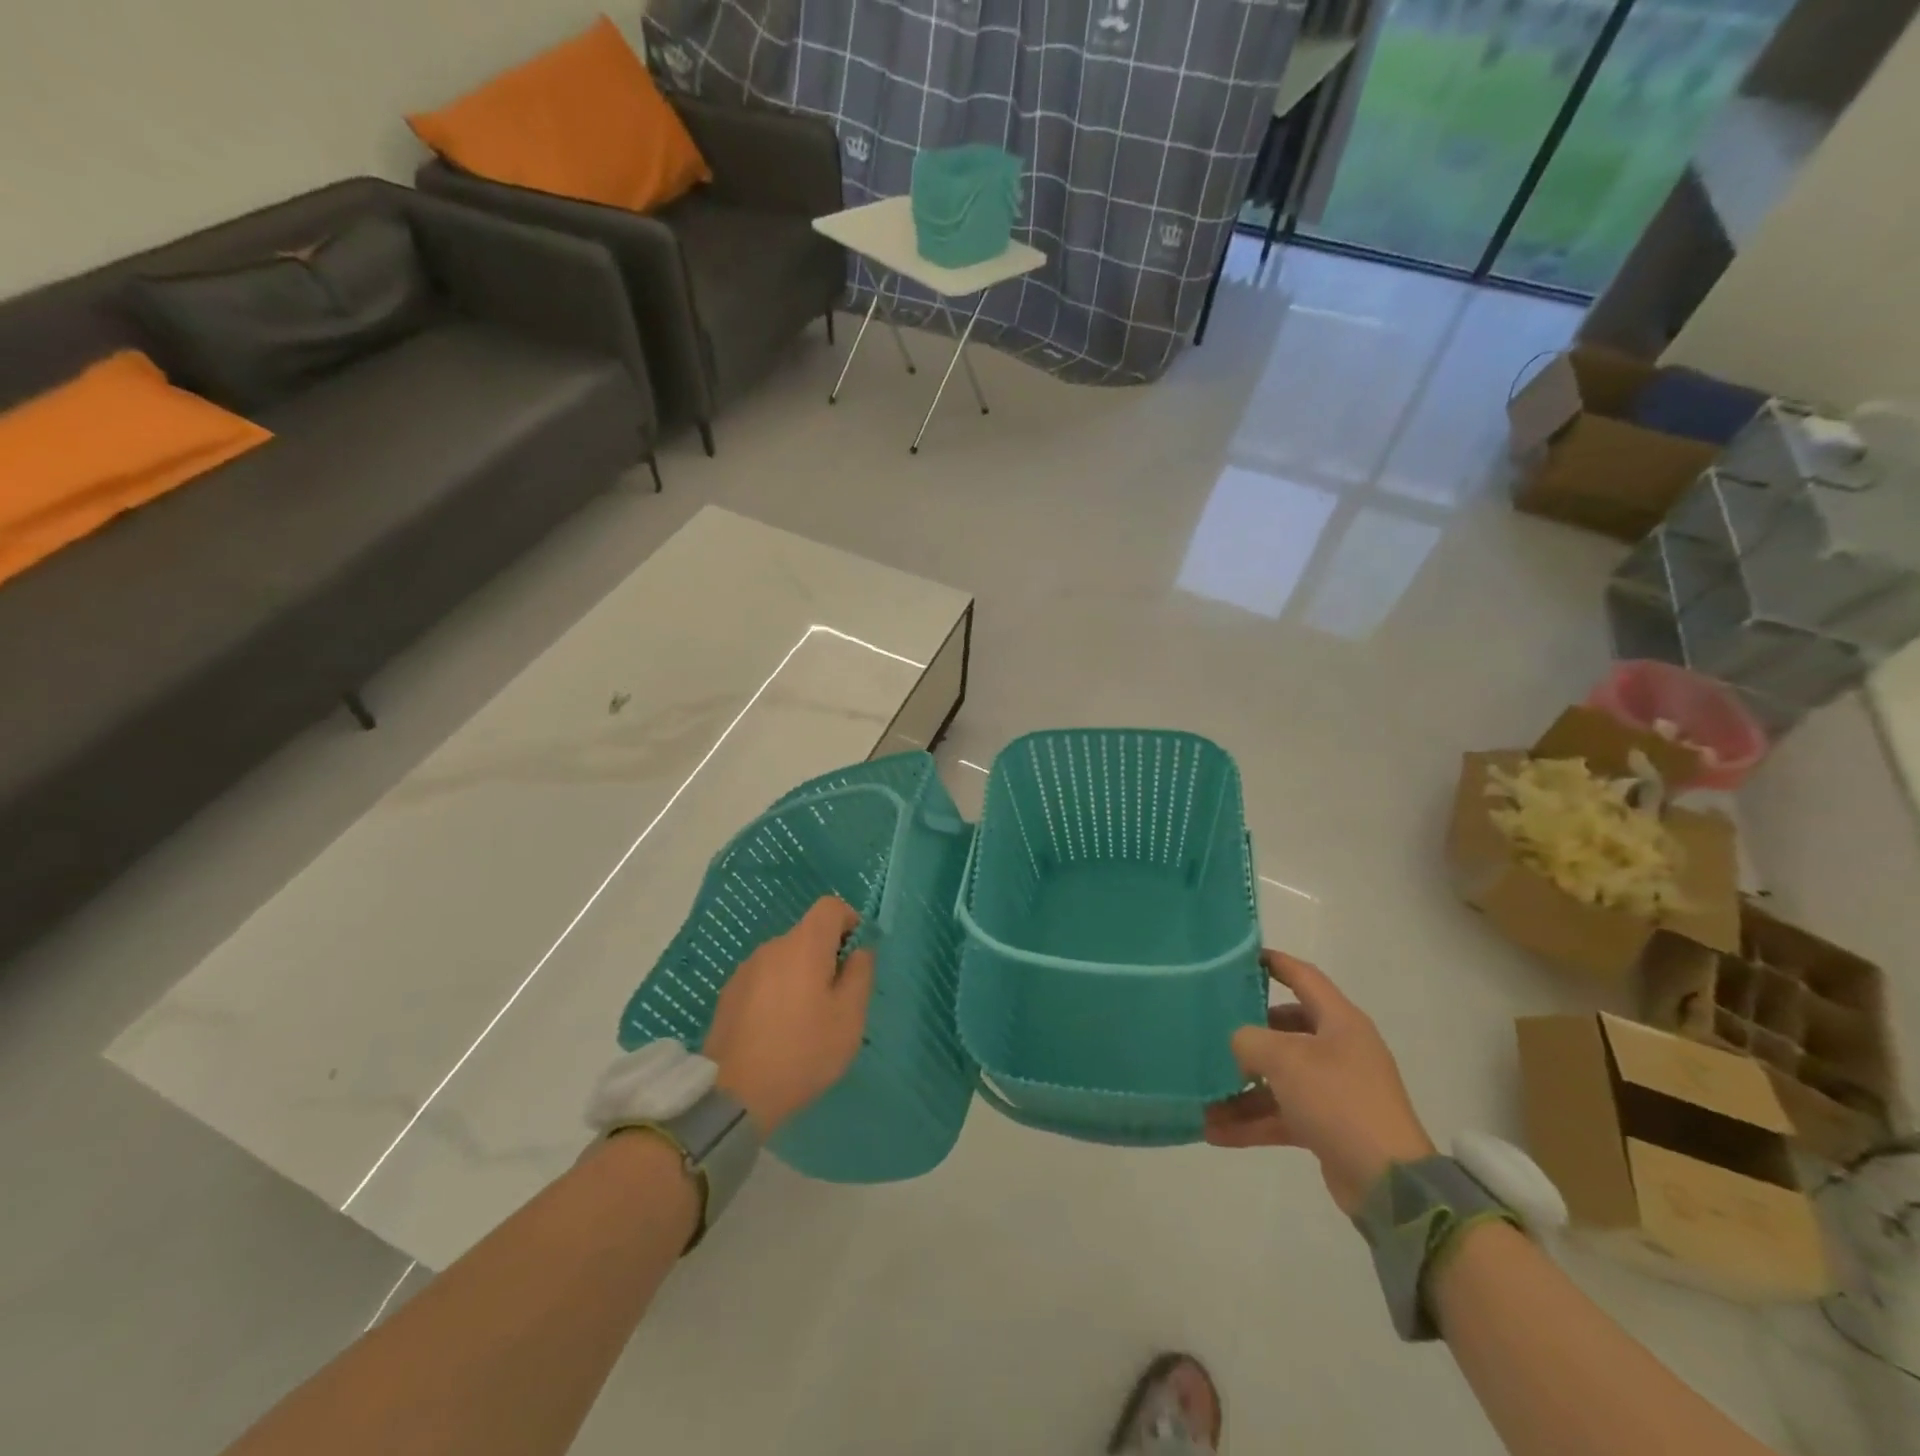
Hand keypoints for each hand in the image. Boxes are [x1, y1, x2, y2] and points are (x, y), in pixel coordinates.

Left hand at [704, 897, 874, 1134]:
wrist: (735, 1095)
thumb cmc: (803, 1051)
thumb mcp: (849, 1017)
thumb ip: (860, 974)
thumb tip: (859, 951)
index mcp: (804, 945)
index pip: (830, 906)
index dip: (850, 921)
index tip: (856, 957)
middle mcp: (772, 947)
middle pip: (808, 934)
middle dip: (827, 956)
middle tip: (836, 1000)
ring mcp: (746, 970)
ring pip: (785, 959)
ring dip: (801, 976)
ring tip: (806, 1021)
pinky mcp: (729, 994)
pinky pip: (765, 979)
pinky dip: (778, 992)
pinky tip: (778, 1031)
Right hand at [1205, 951, 1433, 1215]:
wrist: (1389, 1183)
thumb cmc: (1338, 1100)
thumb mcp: (1285, 1058)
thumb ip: (1249, 1040)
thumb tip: (1238, 1045)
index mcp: (1339, 1021)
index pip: (1304, 977)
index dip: (1274, 963)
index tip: (1240, 958)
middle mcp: (1339, 1050)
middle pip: (1286, 1028)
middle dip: (1248, 1033)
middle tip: (1212, 1029)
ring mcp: (1334, 1089)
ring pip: (1278, 1077)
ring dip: (1241, 1088)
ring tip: (1201, 1097)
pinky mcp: (1328, 1126)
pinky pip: (1281, 1113)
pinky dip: (1251, 1121)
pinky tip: (1214, 1132)